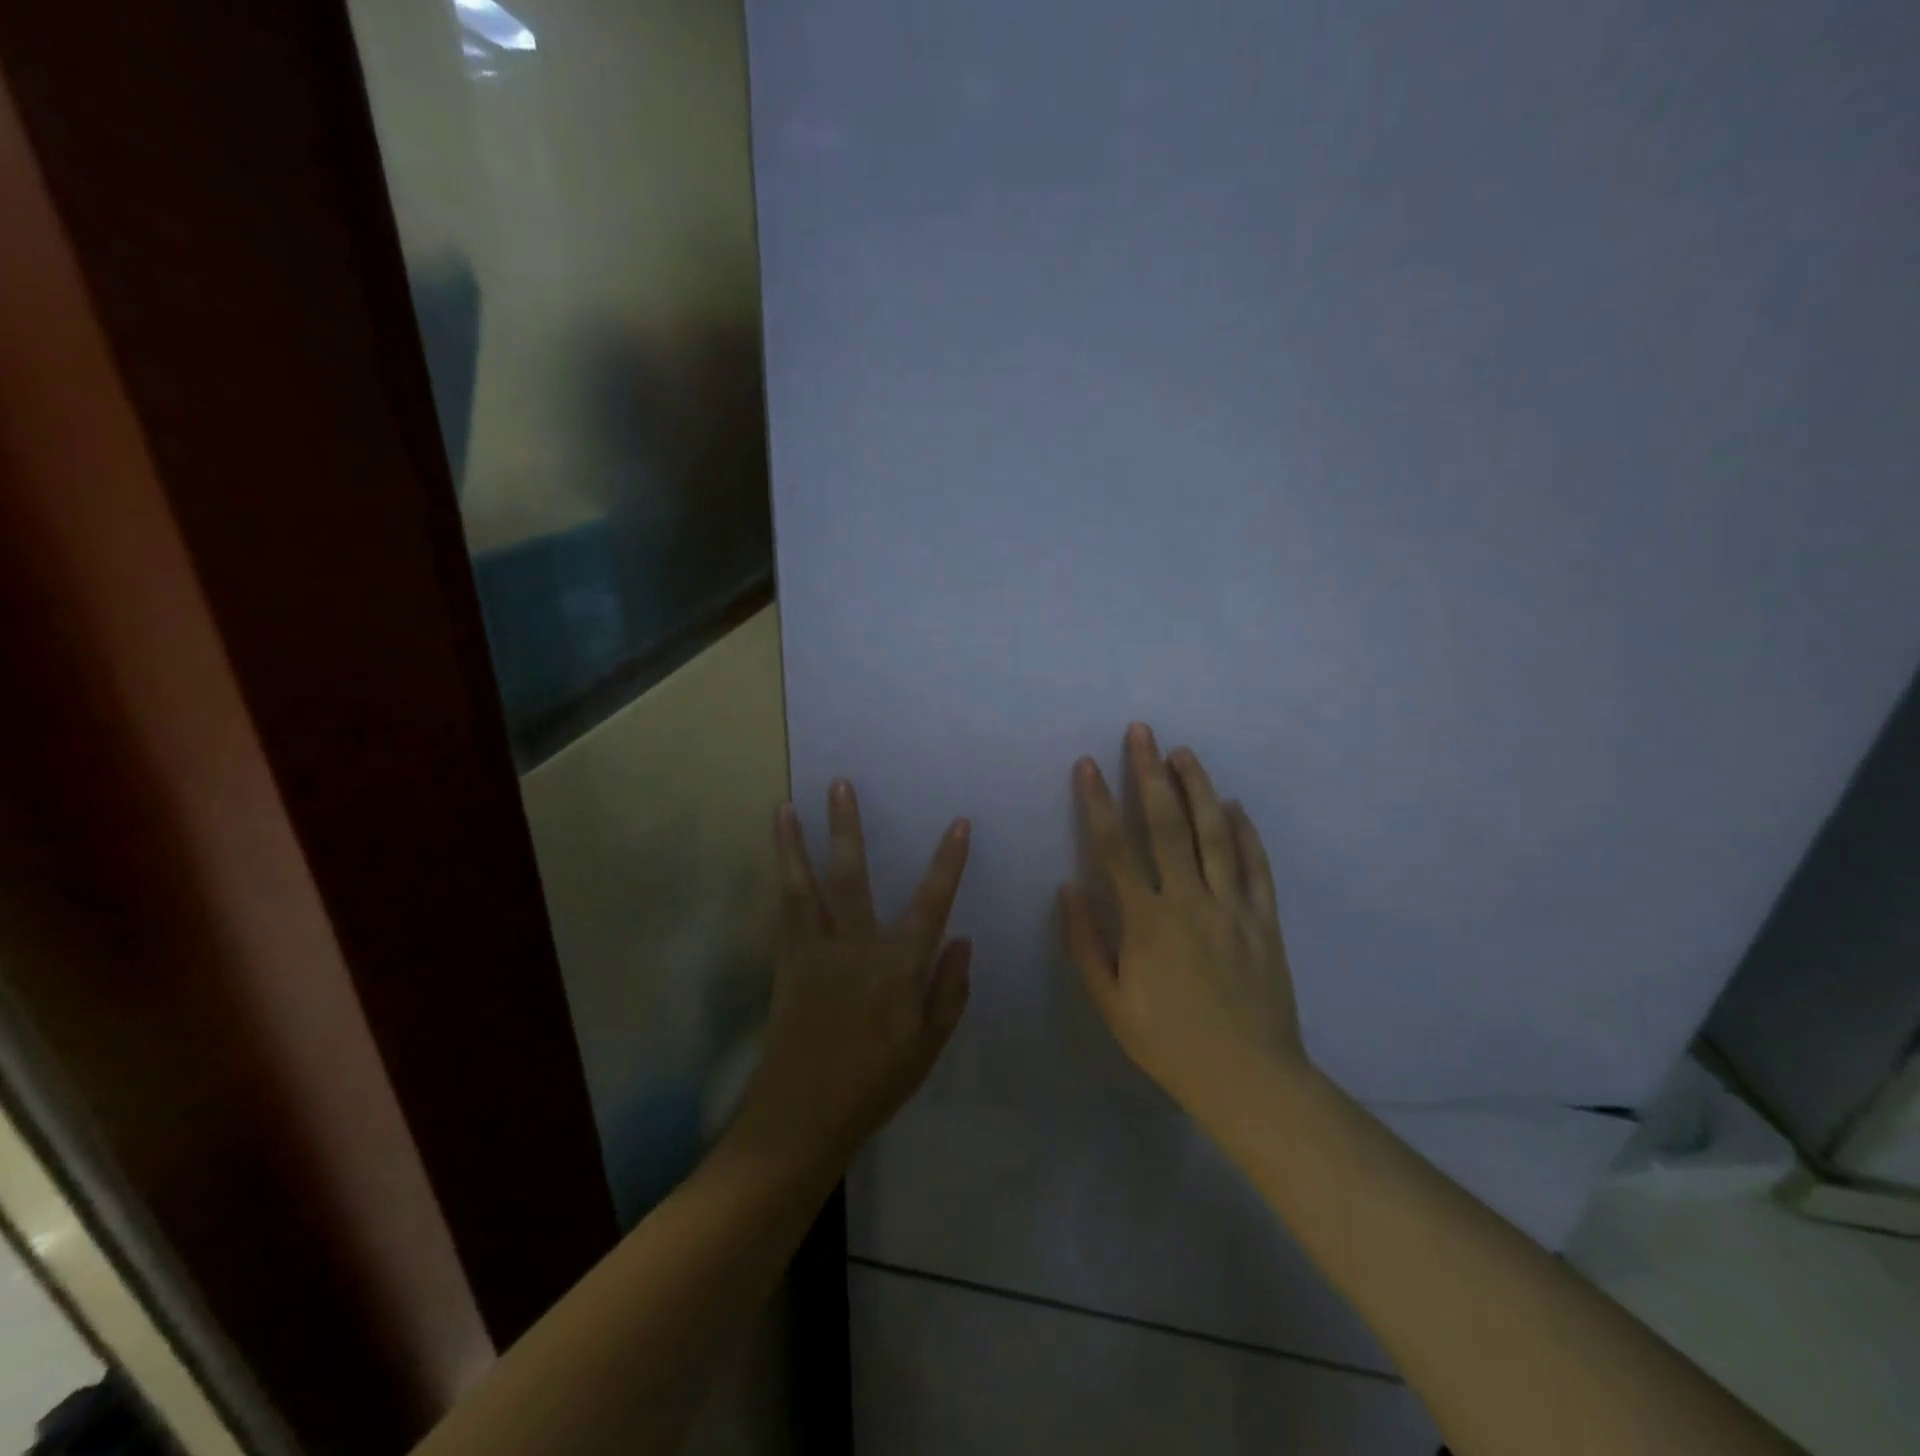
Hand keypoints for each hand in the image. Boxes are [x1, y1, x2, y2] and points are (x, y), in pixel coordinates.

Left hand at [730, 780, 972, 1175]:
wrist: (802, 1116)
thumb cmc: (874, 1084)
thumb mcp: (928, 1046)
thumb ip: (949, 991)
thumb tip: (963, 939)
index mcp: (896, 968)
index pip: (930, 904)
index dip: (947, 863)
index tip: (958, 824)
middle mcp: (853, 948)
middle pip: (851, 876)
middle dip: (847, 827)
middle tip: (839, 784)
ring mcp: (813, 953)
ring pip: (803, 886)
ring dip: (793, 844)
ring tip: (783, 807)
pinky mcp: (786, 964)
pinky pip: (784, 912)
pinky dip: (782, 881)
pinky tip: (780, 861)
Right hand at [1060, 724, 1306, 1122]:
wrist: (1249, 1080)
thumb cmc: (1169, 1043)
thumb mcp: (1110, 1003)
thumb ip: (1085, 943)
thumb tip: (1068, 887)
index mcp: (1147, 921)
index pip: (1115, 847)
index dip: (1098, 802)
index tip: (1087, 763)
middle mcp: (1189, 901)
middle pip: (1168, 824)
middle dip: (1150, 773)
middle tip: (1142, 732)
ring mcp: (1232, 906)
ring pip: (1215, 833)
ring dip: (1198, 788)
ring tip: (1183, 752)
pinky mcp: (1264, 919)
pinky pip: (1255, 865)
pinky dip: (1245, 831)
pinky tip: (1235, 805)